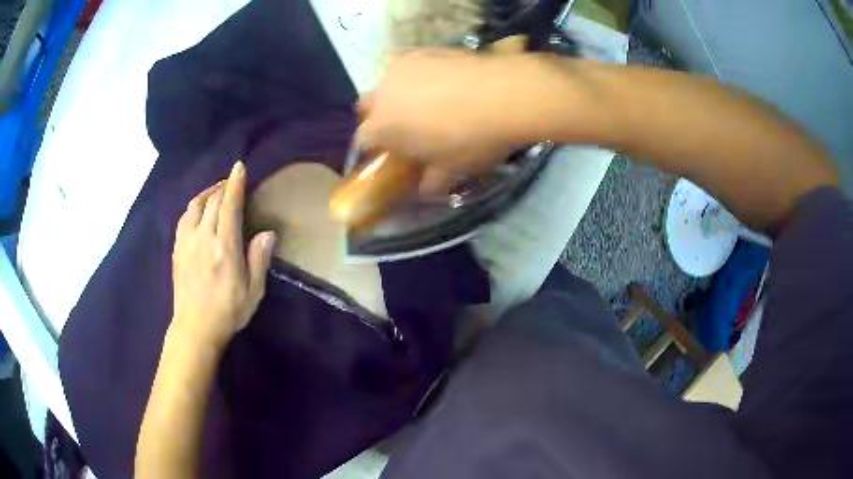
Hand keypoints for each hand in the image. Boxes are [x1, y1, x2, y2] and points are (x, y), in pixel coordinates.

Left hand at [171, 161, 275, 347]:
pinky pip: (183, 219)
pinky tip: (198, 211)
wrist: (195, 328)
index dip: (235, 183)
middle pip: (212, 201)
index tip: (239, 167)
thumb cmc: (228, 312)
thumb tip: (267, 232)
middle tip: (233, 182)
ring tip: (215, 192)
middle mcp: (203, 238)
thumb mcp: (253, 291)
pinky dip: (193, 207)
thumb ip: (259, 259)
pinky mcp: (177, 250)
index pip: (229, 205)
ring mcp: (187, 243)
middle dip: (223, 186)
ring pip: (195, 206)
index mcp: (224, 247)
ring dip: (207, 194)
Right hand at [357, 48, 536, 193]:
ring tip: (428, 102)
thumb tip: (425, 187)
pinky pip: (410, 66)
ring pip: (388, 83)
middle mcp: (383, 93)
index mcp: (382, 126)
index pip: (363, 140)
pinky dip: (418, 76)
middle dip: (378, 117)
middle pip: (367, 106)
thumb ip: (430, 182)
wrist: (505, 95)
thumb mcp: (452, 171)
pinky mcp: (423, 50)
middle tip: (405, 127)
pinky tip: (443, 82)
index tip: (390, 154)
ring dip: (398, 94)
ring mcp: (401, 67)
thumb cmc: (472, 139)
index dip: (375, 149)